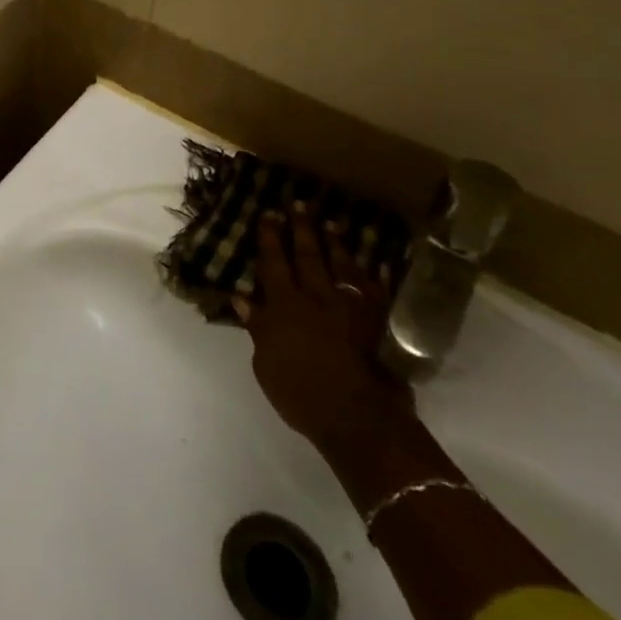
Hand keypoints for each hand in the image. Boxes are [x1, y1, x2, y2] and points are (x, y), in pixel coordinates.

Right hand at [233, 201, 413, 452]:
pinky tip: (377, 262)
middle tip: (299, 203)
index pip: (273, 262)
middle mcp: (316, 297)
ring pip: (342, 267)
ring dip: (336, 243)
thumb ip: (257, 326)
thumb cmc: (299, 391)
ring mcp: (349, 309)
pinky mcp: (375, 324)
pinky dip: (376, 276)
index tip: (268, 212)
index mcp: (284, 305)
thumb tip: (243, 297)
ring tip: (332, 223)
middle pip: (307, 256)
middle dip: (301, 228)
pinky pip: (376, 293)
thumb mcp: (265, 362)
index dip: (269, 237)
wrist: (356, 416)